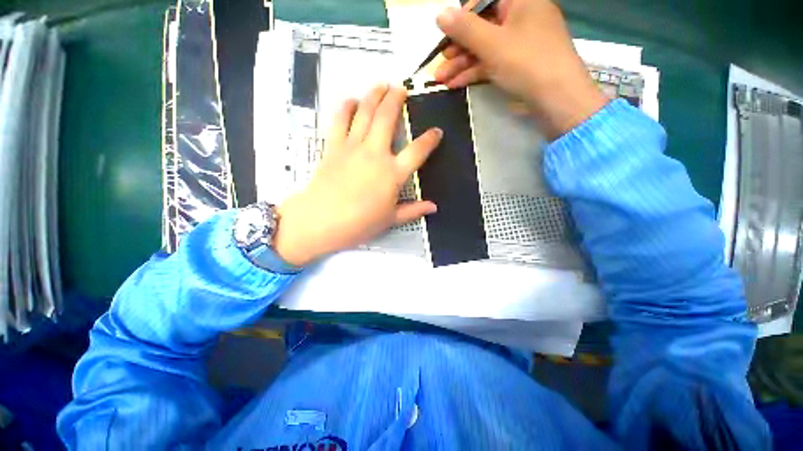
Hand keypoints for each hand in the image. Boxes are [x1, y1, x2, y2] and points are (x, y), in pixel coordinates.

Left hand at [273, 85, 441, 266]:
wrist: (321, 221)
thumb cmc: (359, 223)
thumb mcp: (390, 220)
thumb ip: (413, 210)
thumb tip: (433, 207)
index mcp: (393, 173)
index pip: (418, 151)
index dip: (430, 139)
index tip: (437, 131)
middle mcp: (375, 154)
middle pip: (387, 118)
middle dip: (396, 99)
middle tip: (401, 89)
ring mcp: (353, 147)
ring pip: (365, 113)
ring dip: (374, 95)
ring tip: (381, 85)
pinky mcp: (334, 147)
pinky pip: (340, 121)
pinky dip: (346, 107)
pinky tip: (351, 100)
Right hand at [433, 0, 607, 139]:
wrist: (557, 99)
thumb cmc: (527, 62)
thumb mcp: (493, 43)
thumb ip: (465, 29)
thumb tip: (440, 14)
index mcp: (521, 0)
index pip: (484, 1)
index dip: (462, 17)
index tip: (446, 35)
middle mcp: (520, 17)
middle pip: (482, 27)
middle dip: (457, 47)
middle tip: (440, 64)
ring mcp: (519, 43)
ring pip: (484, 49)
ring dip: (461, 64)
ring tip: (441, 80)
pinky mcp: (517, 65)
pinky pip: (491, 63)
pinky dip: (473, 73)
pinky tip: (455, 84)